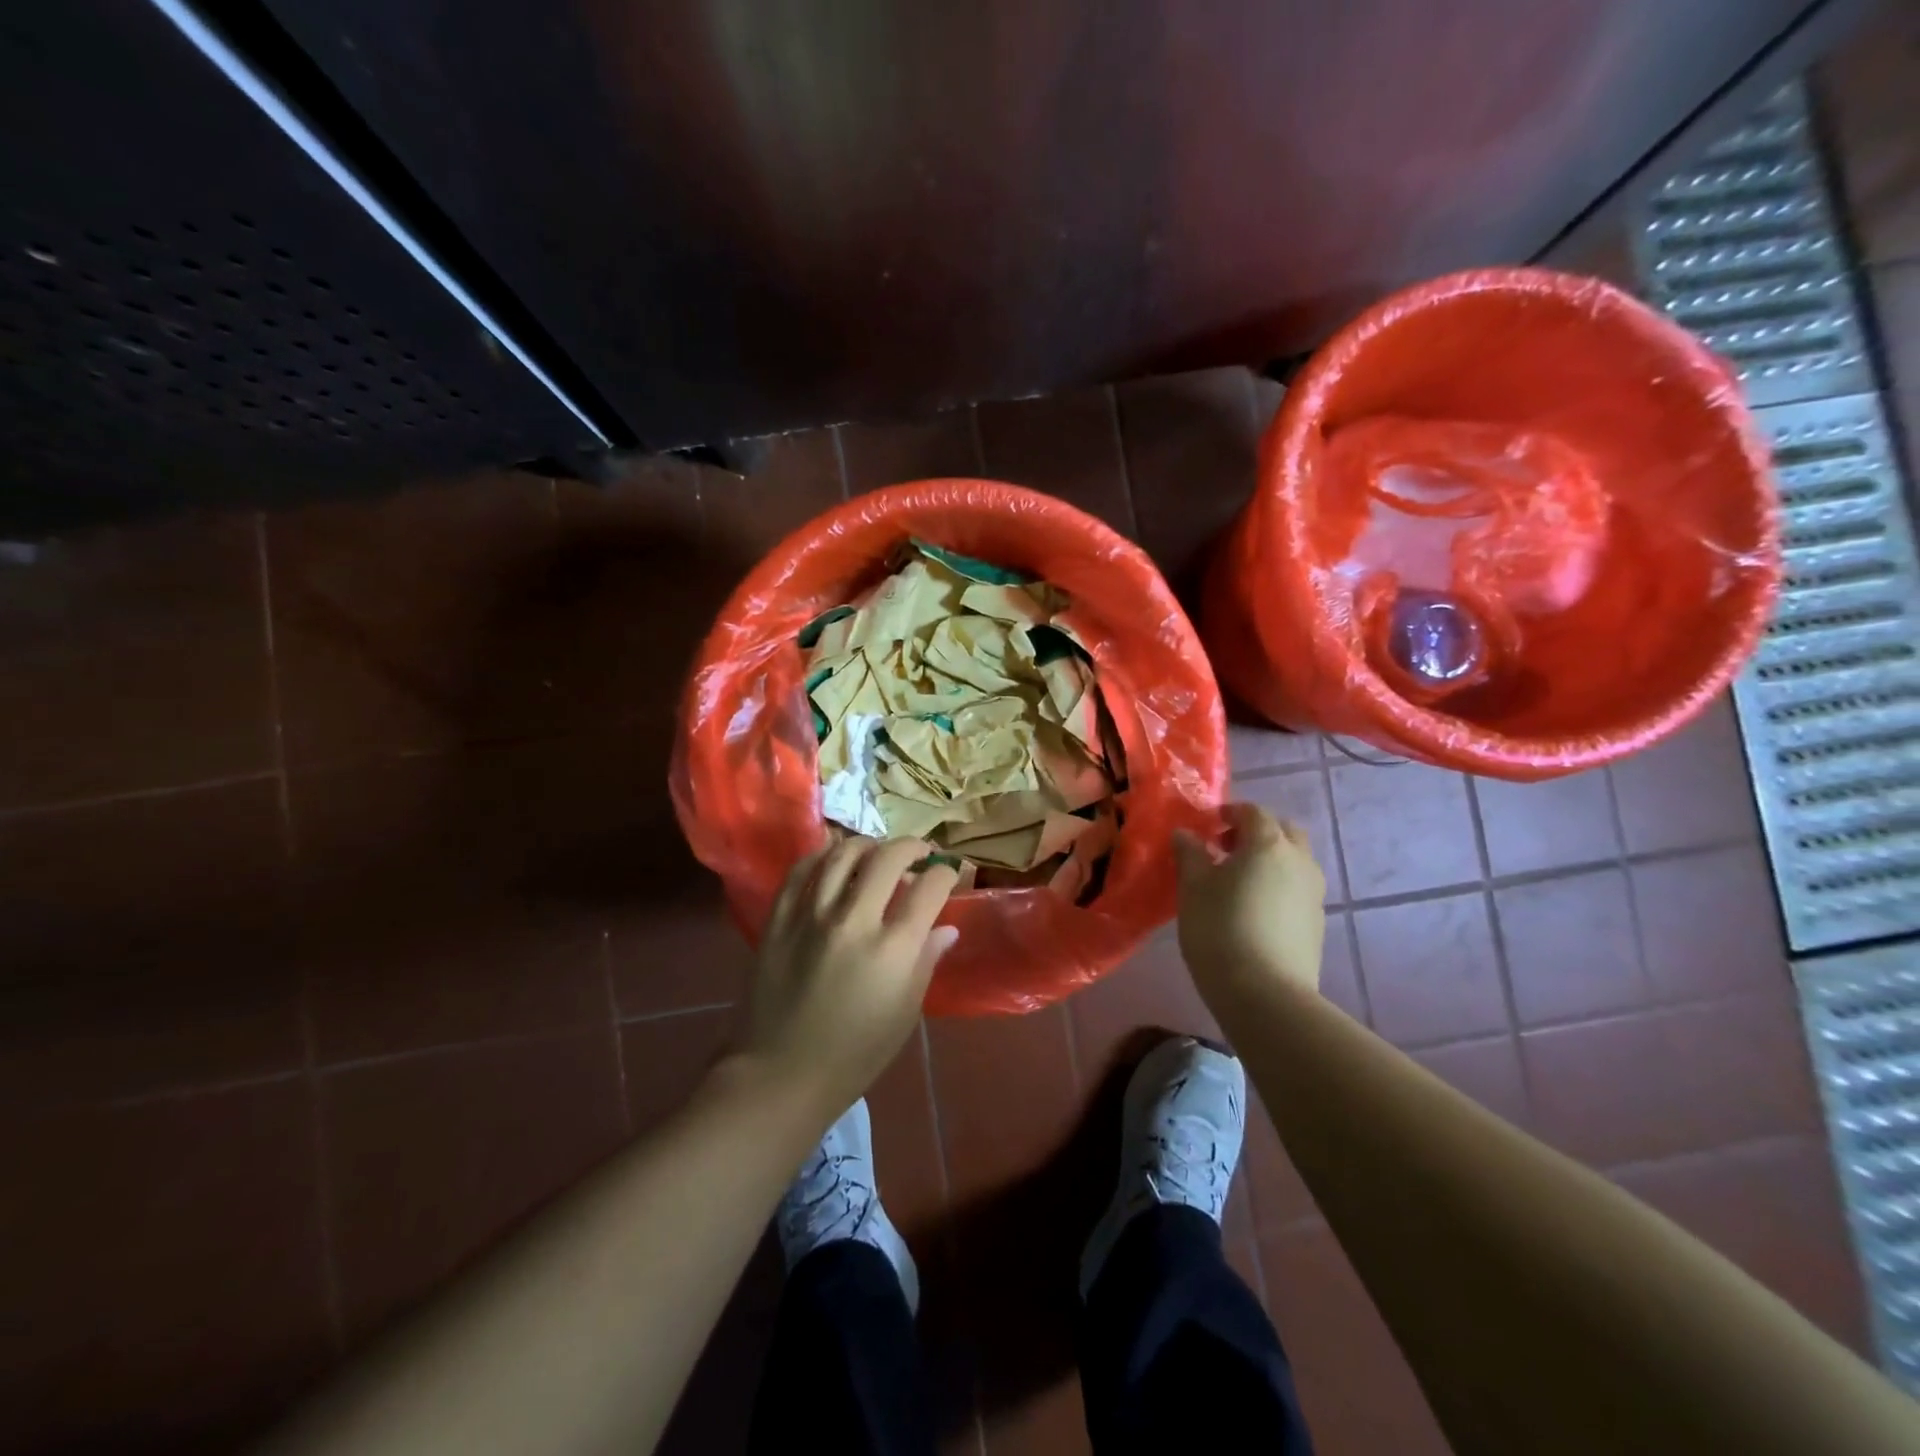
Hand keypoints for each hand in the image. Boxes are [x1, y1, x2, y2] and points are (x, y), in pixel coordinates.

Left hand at [737, 837, 959, 1120]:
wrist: (783, 1073)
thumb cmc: (856, 1052)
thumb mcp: (906, 1012)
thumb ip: (926, 961)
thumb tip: (947, 928)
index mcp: (893, 948)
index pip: (930, 887)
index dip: (946, 873)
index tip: (950, 874)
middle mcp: (854, 920)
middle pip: (888, 858)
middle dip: (913, 847)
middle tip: (920, 854)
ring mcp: (811, 915)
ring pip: (843, 854)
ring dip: (869, 844)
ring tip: (878, 851)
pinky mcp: (779, 918)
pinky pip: (801, 870)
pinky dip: (822, 854)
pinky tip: (834, 855)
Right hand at [1173, 803, 1325, 1005]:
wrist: (1265, 994)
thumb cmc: (1220, 928)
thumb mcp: (1192, 887)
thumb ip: (1190, 854)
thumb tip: (1186, 834)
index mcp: (1268, 843)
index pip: (1253, 812)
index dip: (1230, 813)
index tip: (1208, 827)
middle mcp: (1299, 860)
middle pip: (1283, 831)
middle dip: (1256, 833)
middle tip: (1226, 850)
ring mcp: (1314, 892)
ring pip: (1295, 861)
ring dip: (1270, 860)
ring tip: (1239, 882)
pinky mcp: (1317, 922)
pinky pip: (1298, 889)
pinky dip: (1279, 886)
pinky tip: (1255, 910)